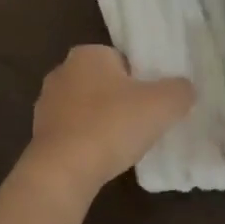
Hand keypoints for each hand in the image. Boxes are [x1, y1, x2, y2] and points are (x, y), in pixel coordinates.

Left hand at [24, 46, 194, 199]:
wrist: (64, 169)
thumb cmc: (113, 125)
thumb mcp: (163, 104)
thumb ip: (180, 90)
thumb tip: (184, 89)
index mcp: (87, 54)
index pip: (121, 59)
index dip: (141, 80)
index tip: (152, 102)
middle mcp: (61, 71)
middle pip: (103, 83)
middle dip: (120, 100)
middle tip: (142, 122)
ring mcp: (46, 103)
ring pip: (86, 108)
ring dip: (102, 121)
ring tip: (122, 144)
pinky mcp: (39, 133)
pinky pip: (73, 131)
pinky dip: (86, 141)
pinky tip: (100, 157)